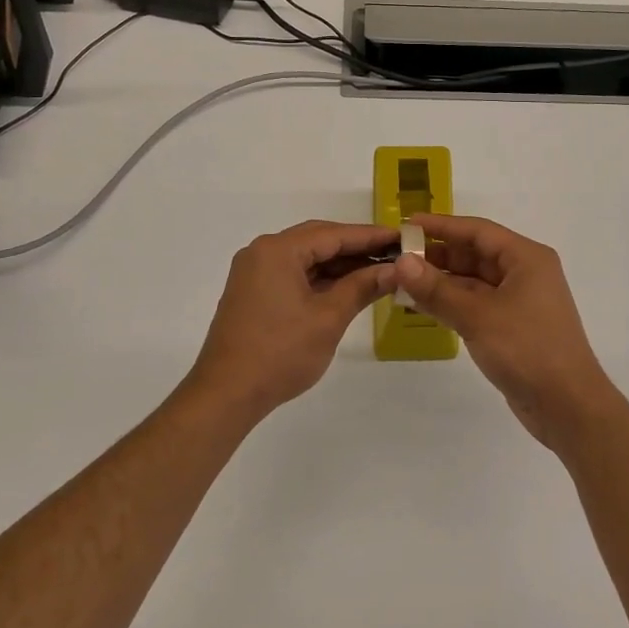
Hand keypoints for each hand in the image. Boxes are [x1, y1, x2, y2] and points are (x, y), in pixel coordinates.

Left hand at [186, 221, 397, 418]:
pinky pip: (293, 273)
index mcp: (278, 250)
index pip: (333, 234)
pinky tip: (346, 288)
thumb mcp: (329, 318)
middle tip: (393, 254)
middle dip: (356, 248)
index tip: (402, 237)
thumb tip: (394, 271)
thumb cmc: (281, 353)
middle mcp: (262, 252)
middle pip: (317, 240)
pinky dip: (320, 278)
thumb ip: (361, 287)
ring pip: (305, 257)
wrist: (226, 394)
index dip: (370, 236)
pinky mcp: (253, 292)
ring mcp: (254, 272)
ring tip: (377, 272)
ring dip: (338, 264)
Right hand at [394, 214, 626, 449]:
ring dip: (441, 281)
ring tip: (402, 281)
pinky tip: (422, 305)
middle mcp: (525, 273)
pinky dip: (451, 303)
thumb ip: (437, 289)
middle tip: (397, 257)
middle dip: (437, 255)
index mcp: (526, 258)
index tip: (406, 225)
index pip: (478, 231)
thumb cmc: (527, 350)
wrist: (568, 406)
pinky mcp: (513, 326)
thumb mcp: (477, 316)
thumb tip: (401, 262)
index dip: (441, 226)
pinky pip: (476, 304)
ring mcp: (520, 301)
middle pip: (475, 254)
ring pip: (473, 281)